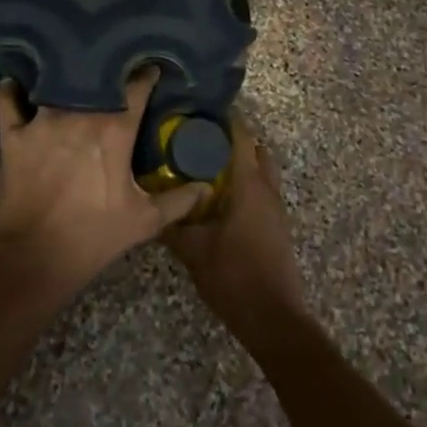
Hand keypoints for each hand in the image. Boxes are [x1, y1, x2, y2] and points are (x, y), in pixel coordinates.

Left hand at [0, 67, 207, 299]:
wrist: (35, 257)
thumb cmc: (94, 235)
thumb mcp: (144, 221)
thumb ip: (177, 200)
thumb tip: (204, 187)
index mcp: (115, 129)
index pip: (136, 87)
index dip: (145, 76)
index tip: (150, 69)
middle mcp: (79, 114)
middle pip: (94, 77)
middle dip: (104, 69)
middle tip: (109, 67)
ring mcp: (42, 121)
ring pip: (53, 82)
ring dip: (61, 76)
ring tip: (66, 67)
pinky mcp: (14, 135)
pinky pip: (8, 101)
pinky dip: (11, 91)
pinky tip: (15, 84)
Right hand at [164, 118, 303, 337]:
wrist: (274, 318)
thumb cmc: (235, 277)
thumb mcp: (195, 251)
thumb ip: (173, 226)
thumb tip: (150, 208)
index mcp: (250, 185)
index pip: (242, 137)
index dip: (226, 118)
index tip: (202, 108)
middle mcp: (267, 189)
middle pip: (255, 149)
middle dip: (233, 138)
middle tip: (201, 137)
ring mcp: (276, 208)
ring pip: (261, 171)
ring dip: (240, 162)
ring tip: (205, 164)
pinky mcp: (276, 225)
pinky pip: (262, 190)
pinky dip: (244, 183)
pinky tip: (219, 196)